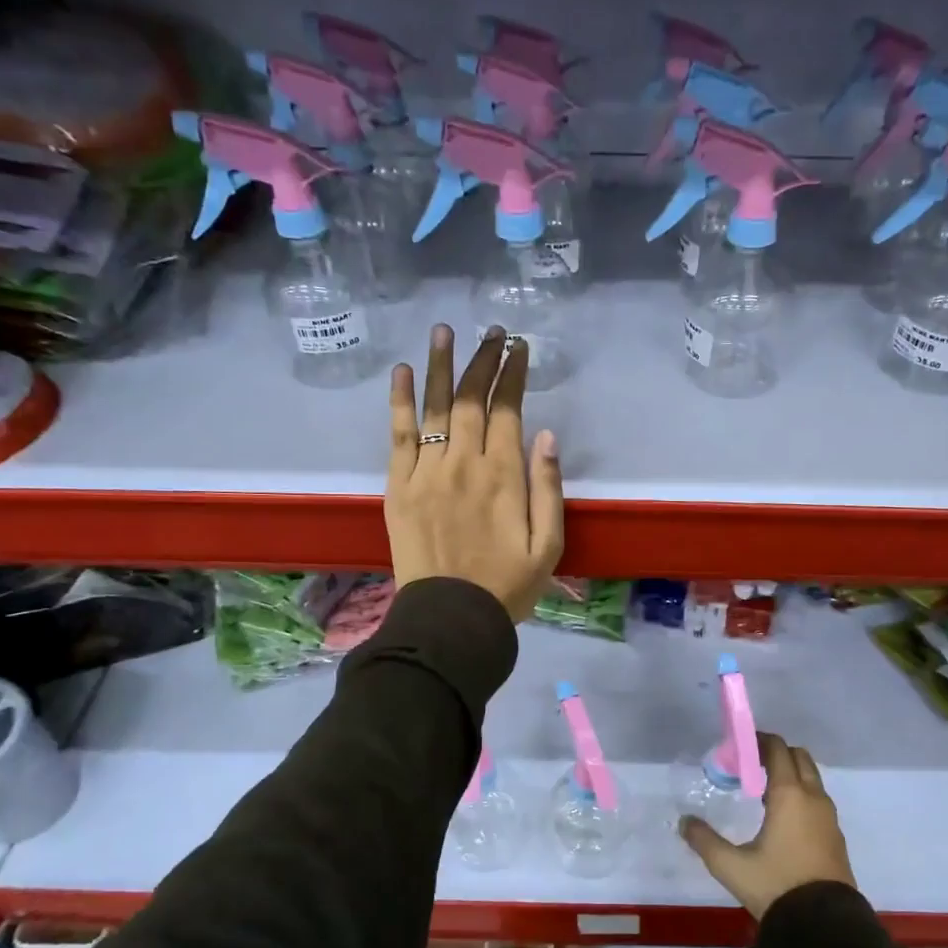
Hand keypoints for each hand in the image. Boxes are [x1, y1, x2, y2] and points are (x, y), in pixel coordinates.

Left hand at [387, 325, 563, 622]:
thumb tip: (545, 436)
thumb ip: (548, 489)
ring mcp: (426, 471)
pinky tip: (402, 371)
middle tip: (491, 332)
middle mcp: (463, 463)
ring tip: (444, 331)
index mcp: (504, 476)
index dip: (512, 375)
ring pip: (434, 407)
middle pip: (470, 399)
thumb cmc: (507, 586)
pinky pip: (398, 434)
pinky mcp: (398, 486)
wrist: (450, 617)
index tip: (518, 348)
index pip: (507, 410)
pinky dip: (400, 401)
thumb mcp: (548, 545)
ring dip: (440, 365)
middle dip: (483, 360)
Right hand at [681, 733, 856, 918]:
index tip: (740, 746)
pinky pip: (817, 800)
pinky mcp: (835, 836)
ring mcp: (828, 817)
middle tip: (750, 766)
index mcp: (790, 795)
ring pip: (811, 778)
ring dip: (790, 774)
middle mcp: (813, 798)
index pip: (778, 750)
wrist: (824, 926)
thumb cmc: (776, 886)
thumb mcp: (732, 866)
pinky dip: (801, 794)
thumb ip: (704, 841)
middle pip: (799, 757)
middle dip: (776, 754)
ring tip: (762, 792)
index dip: (759, 741)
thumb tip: (684, 822)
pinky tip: (781, 818)